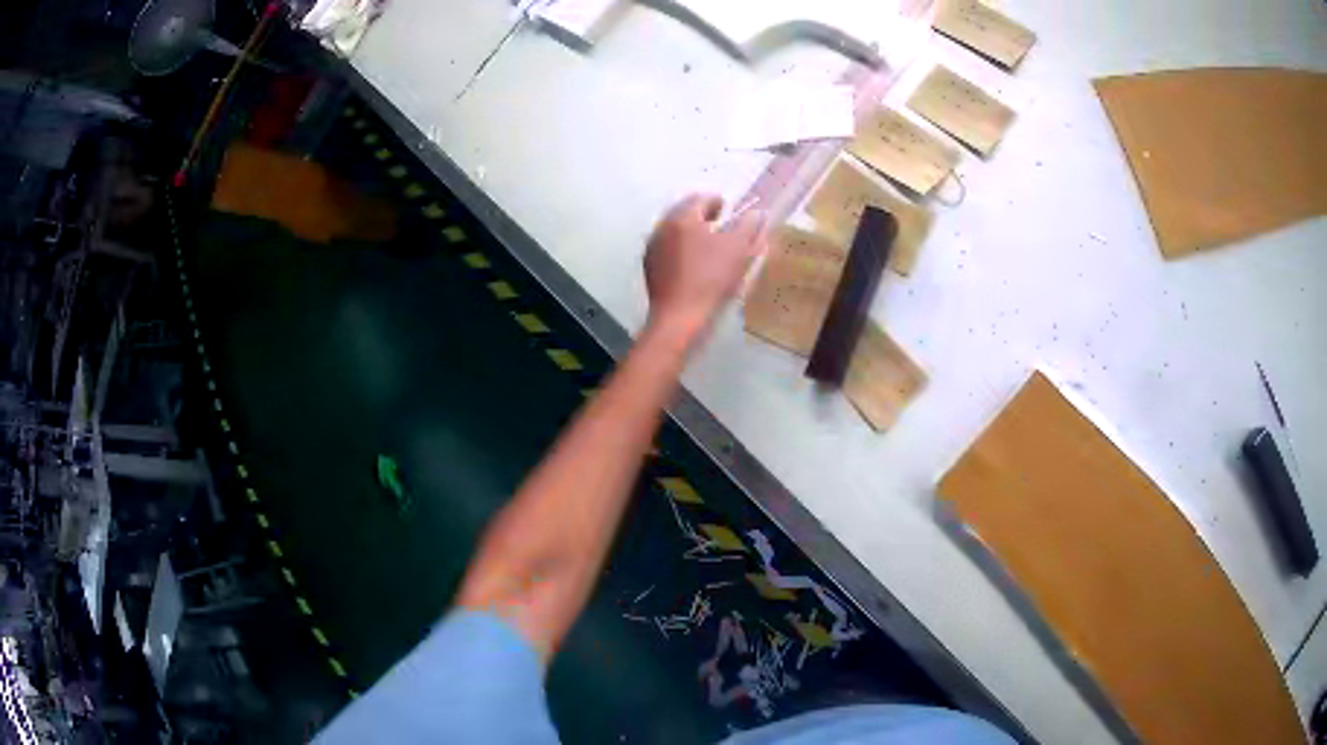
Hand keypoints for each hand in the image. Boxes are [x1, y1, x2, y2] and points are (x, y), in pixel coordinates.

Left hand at [643, 193, 766, 344]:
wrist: (678, 317)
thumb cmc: (710, 279)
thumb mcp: (738, 250)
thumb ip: (748, 227)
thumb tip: (756, 213)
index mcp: (682, 217)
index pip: (701, 199)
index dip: (718, 202)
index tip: (730, 211)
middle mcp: (662, 226)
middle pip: (684, 212)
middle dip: (703, 215)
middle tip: (720, 226)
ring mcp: (652, 247)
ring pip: (674, 230)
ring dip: (691, 232)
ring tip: (709, 245)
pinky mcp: (649, 266)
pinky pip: (667, 248)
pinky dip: (681, 248)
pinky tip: (693, 263)